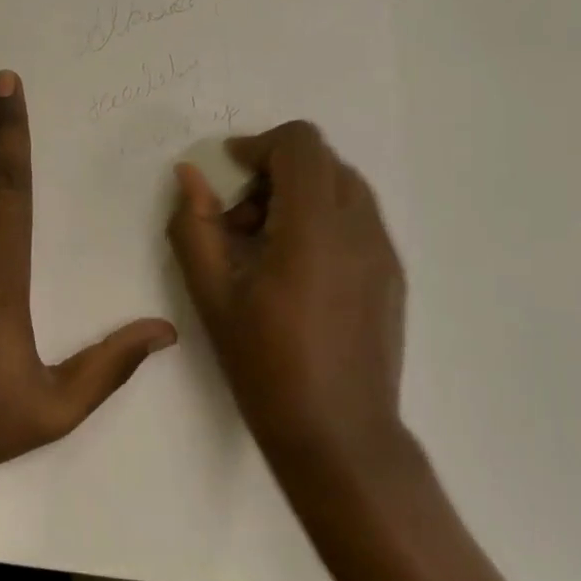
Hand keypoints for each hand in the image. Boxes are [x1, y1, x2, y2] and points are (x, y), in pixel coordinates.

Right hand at [167, 121, 406, 464]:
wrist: (340, 436)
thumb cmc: (267, 367)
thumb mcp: (213, 296)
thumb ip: (195, 226)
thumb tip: (188, 174)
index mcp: (315, 227)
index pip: (301, 144)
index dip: (260, 145)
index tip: (230, 171)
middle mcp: (359, 227)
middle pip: (322, 161)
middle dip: (275, 173)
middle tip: (242, 221)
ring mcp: (383, 251)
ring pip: (343, 187)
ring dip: (301, 196)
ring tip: (268, 248)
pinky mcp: (393, 274)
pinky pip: (358, 219)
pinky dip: (324, 219)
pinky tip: (299, 272)